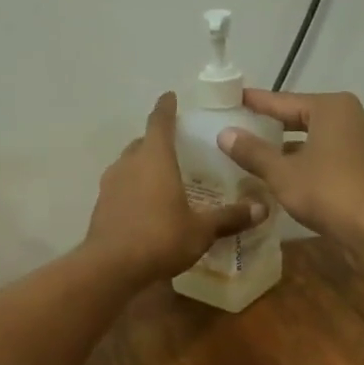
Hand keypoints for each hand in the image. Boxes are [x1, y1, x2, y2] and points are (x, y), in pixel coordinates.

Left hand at [86, 93, 265, 285]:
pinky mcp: (101, 207)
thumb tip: (262, 208)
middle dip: (156, 141)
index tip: (170, 97)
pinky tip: (145, 206)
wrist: (110, 268)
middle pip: (142, 143)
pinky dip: (133, 190)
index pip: (160, 121)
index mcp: (154, 158)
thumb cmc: (160, 238)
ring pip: (128, 165)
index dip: (166, 108)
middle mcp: (129, 164)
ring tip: (162, 177)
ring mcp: (110, 185)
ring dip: (143, 166)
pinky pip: (120, 189)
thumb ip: (230, 217)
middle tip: (176, 146)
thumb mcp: (201, 230)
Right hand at [217, 90, 363, 247]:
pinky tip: (296, 177)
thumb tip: (225, 133)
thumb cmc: (328, 192)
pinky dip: (315, 163)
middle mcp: (356, 117)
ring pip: (323, 140)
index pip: (285, 101)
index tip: (236, 99)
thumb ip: (253, 152)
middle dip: (277, 126)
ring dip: (296, 148)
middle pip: (307, 118)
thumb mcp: (282, 173)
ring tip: (267, 157)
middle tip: (248, 128)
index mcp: (333, 108)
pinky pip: (336, 157)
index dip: (257, 103)